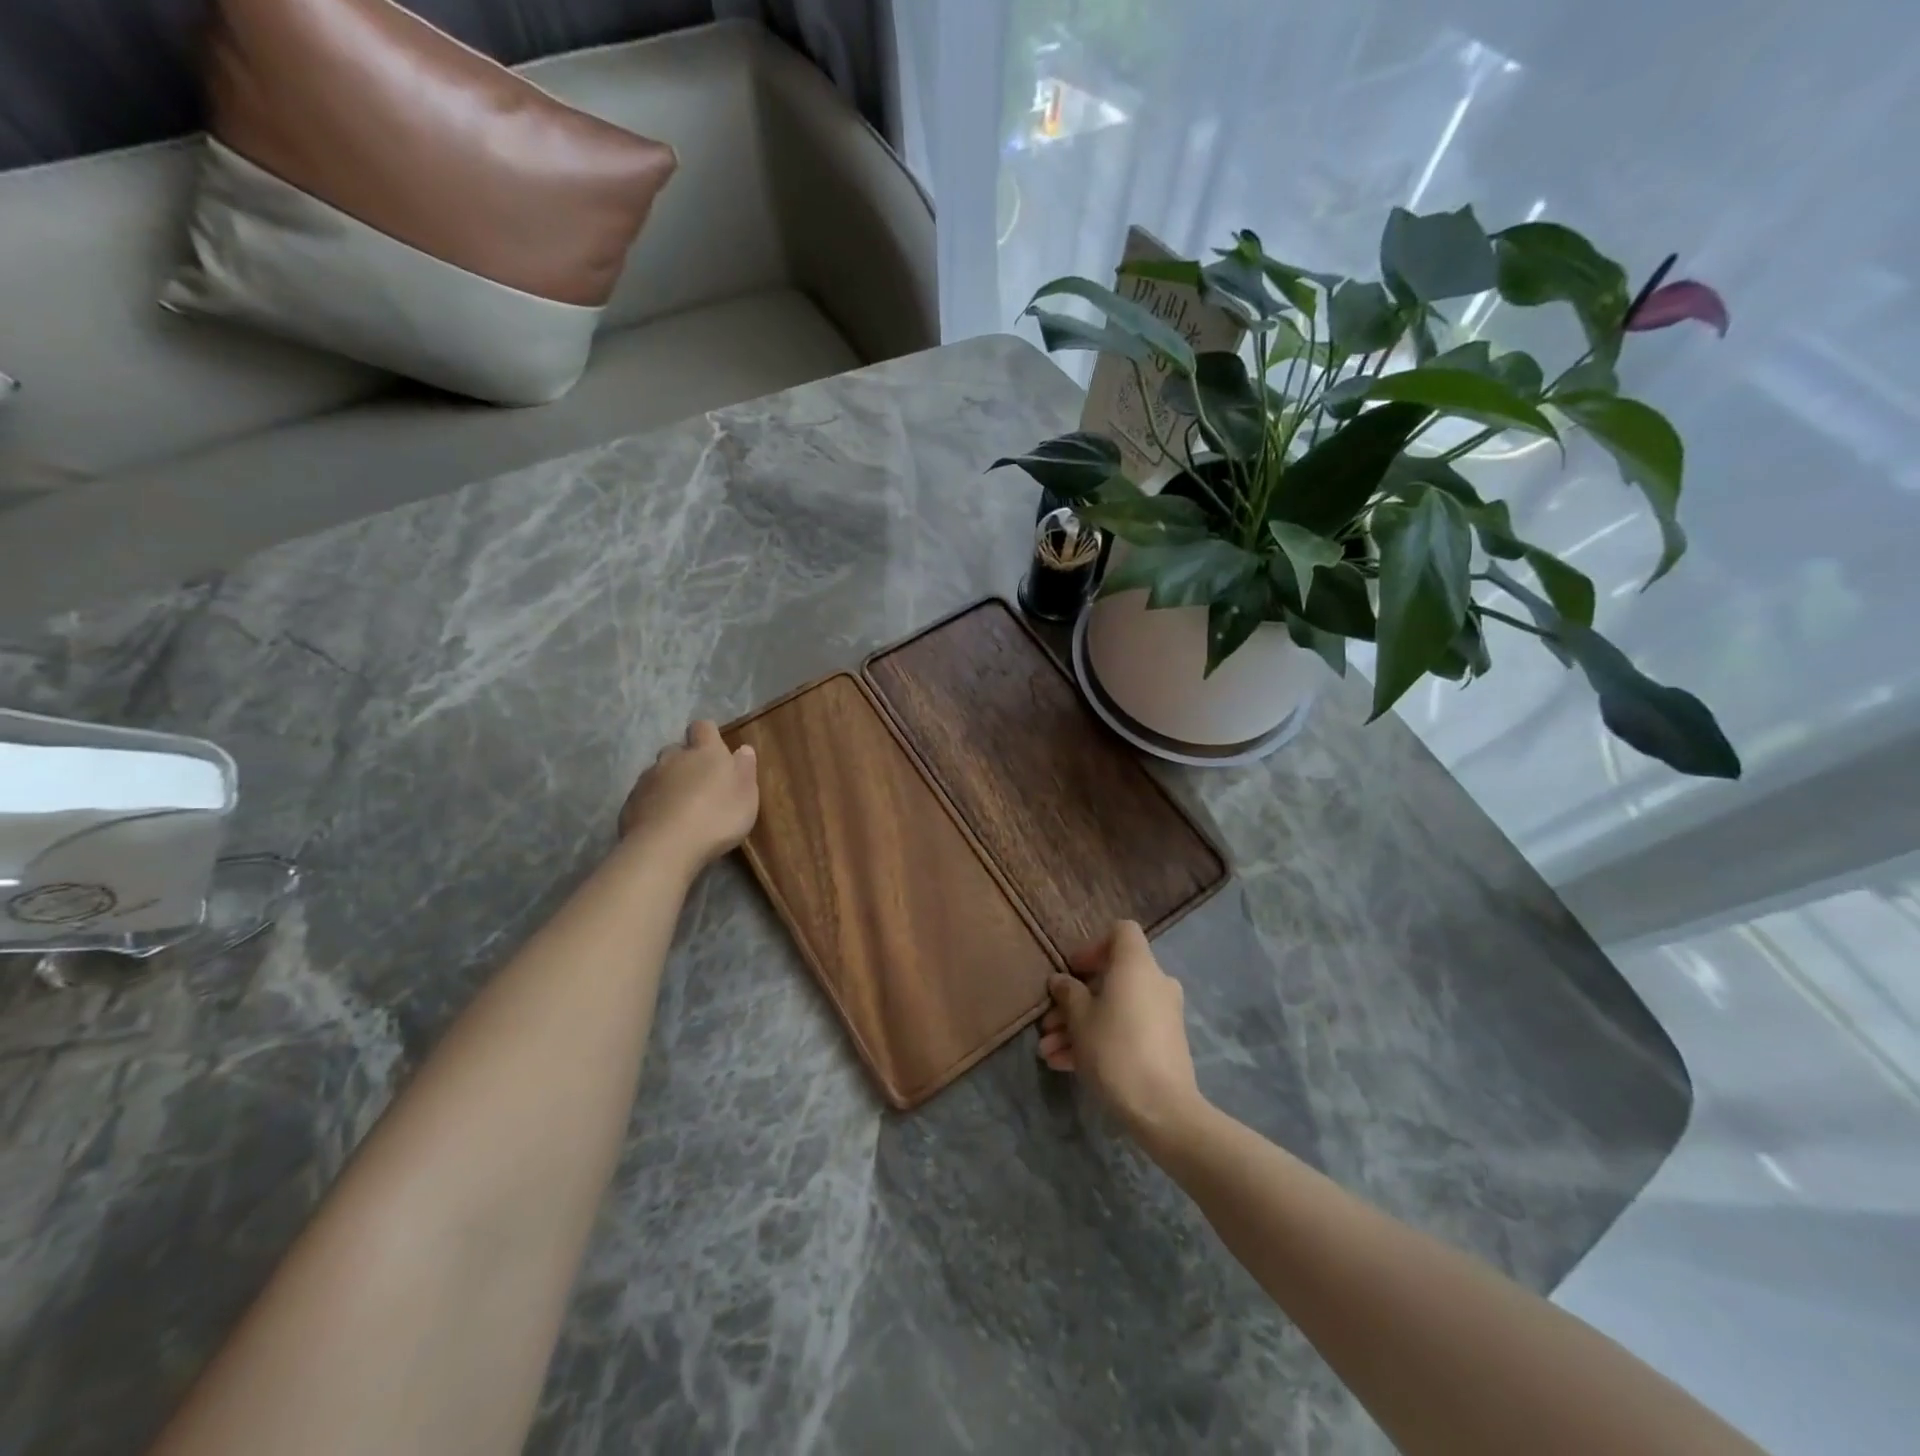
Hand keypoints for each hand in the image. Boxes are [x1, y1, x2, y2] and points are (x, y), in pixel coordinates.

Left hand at [617, 720, 758, 871]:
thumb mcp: (746, 795)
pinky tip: (662, 823)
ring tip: (679, 807)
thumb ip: (745, 769)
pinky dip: (653, 803)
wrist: (665, 847)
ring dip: (668, 782)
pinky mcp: (630, 803)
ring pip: (658, 772)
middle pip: (677, 749)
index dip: (708, 735)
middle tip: (699, 784)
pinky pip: (644, 796)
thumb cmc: (716, 817)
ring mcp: (647, 779)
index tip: (715, 749)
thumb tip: (743, 749)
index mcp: (705, 752)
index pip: (703, 727)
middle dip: (685, 761)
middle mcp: (673, 758)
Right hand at [1039, 920, 1206, 1147]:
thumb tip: (1061, 981)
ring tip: (1049, 1052)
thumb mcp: (1080, 1019)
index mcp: (1137, 966)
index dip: (1094, 946)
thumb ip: (1068, 993)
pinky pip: (1126, 1030)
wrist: (1162, 1109)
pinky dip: (1099, 1040)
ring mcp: (1162, 1015)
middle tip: (1049, 1022)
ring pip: (1114, 1008)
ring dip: (1080, 1025)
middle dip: (1076, 999)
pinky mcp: (1163, 1044)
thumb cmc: (1115, 1049)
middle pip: (1112, 977)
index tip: (1073, 970)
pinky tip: (1065, 1065)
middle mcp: (1154, 983)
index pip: (1121, 932)